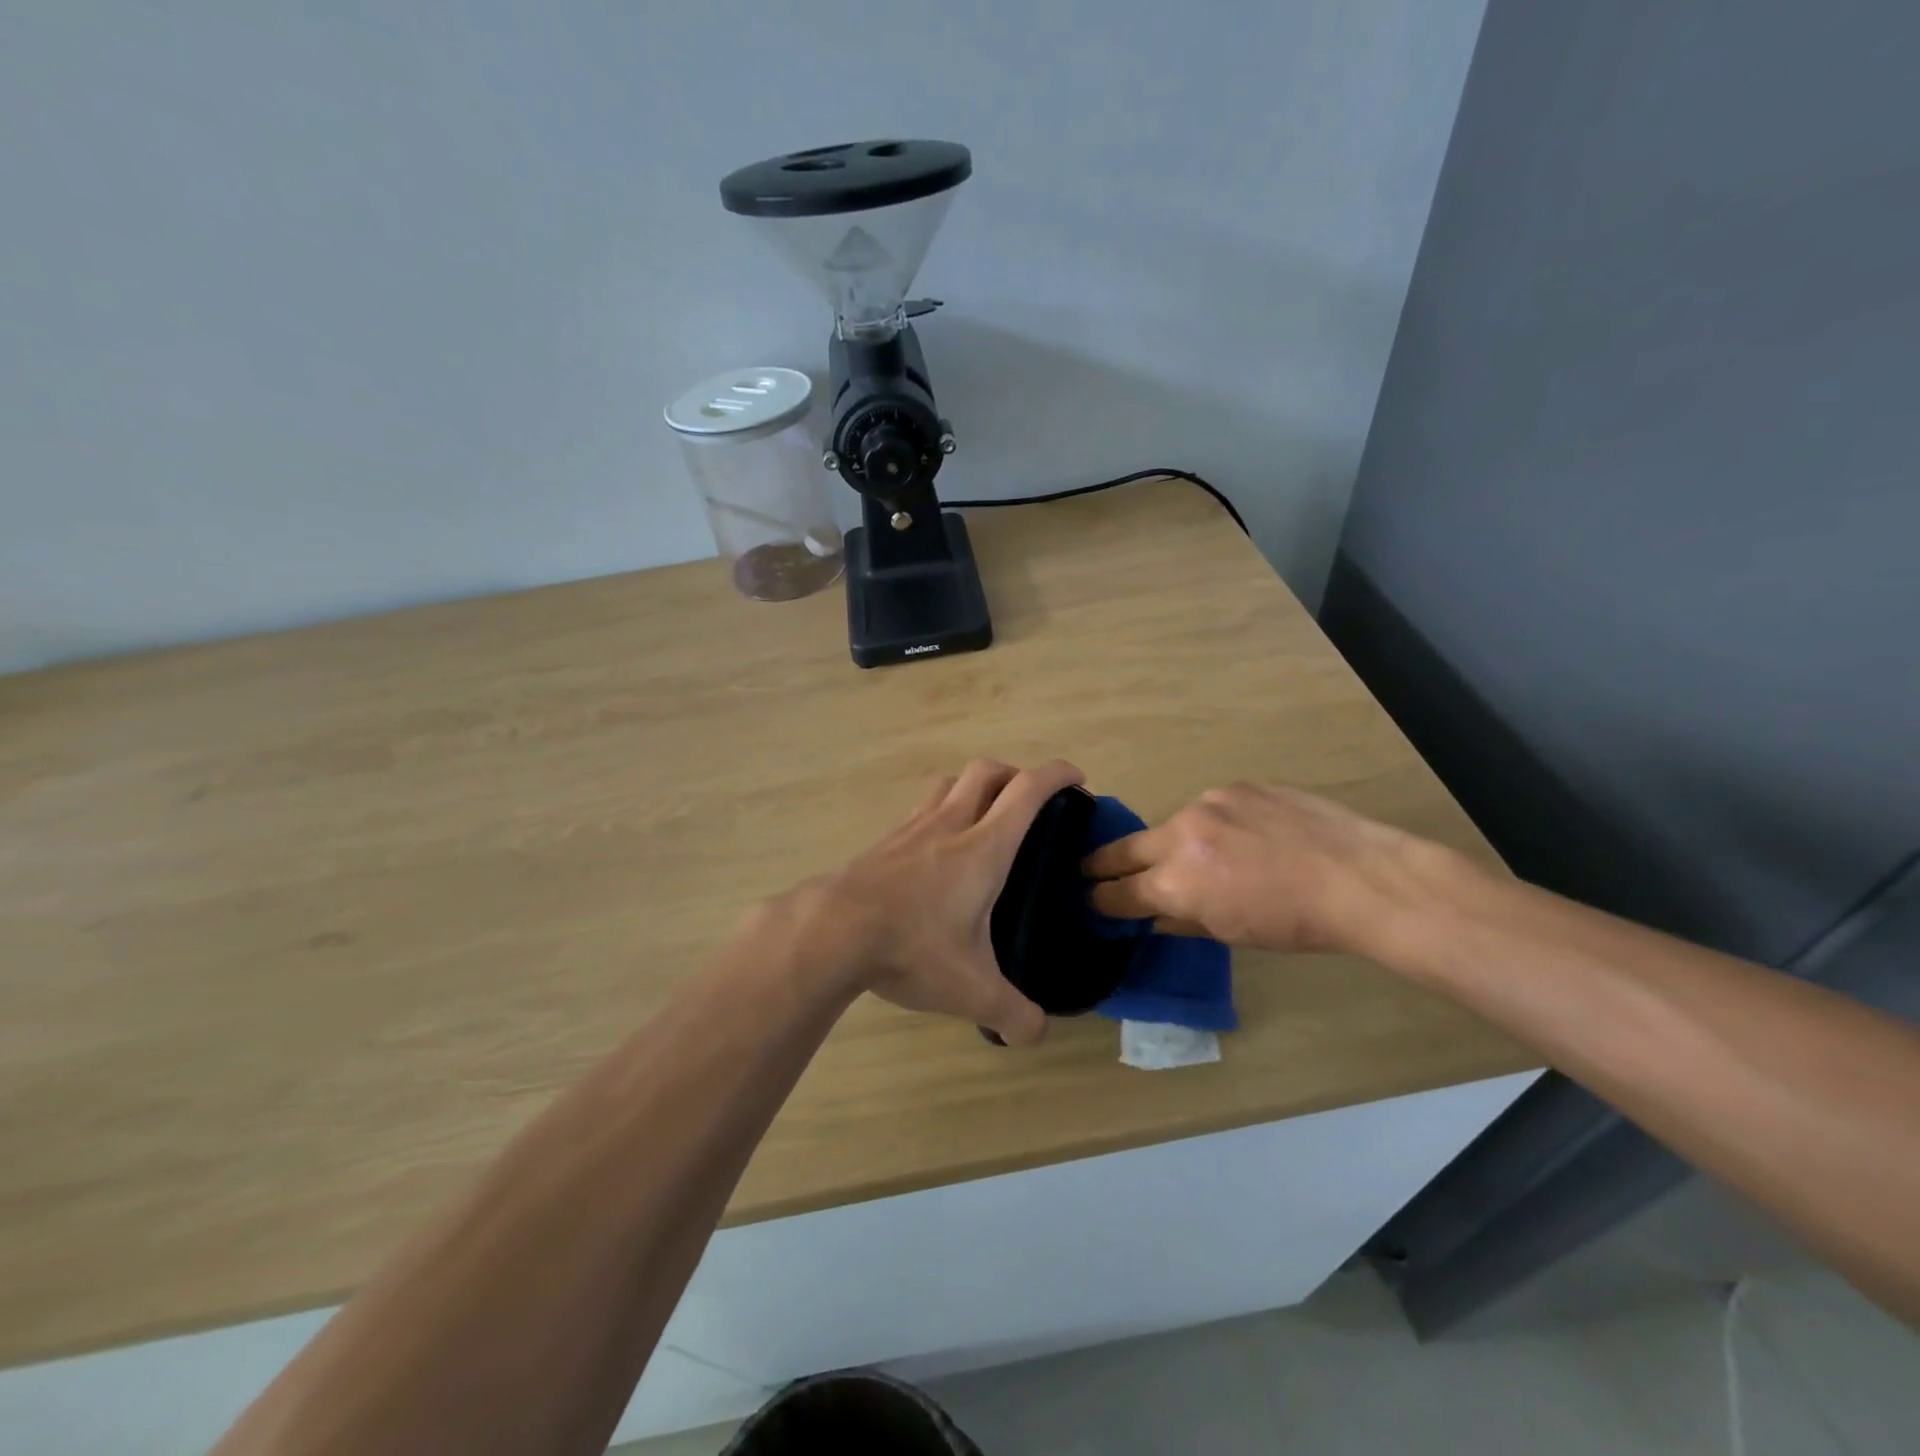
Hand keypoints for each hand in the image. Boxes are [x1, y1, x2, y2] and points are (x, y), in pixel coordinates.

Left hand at [798, 758, 1084, 1045]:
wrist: (832, 932)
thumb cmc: (912, 948)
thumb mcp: (972, 991)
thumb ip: (1013, 1014)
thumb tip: (1036, 1034)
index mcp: (984, 847)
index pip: (1028, 790)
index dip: (1058, 774)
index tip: (1076, 779)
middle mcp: (950, 824)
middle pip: (987, 771)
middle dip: (1016, 774)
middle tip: (1030, 801)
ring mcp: (913, 828)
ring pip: (950, 783)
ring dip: (974, 787)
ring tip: (985, 816)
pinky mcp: (885, 841)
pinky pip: (921, 809)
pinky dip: (940, 812)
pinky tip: (938, 849)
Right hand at [1083, 782, 1430, 953]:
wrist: (1359, 877)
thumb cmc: (1295, 922)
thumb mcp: (1231, 932)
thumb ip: (1181, 919)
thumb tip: (1154, 914)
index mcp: (1177, 881)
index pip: (1119, 892)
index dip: (1101, 899)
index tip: (1091, 900)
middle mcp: (1181, 834)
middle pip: (1125, 848)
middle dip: (1105, 863)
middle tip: (1090, 869)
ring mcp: (1208, 803)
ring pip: (1172, 824)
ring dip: (1173, 842)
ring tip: (1201, 856)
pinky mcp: (1236, 786)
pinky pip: (1210, 807)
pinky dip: (1213, 823)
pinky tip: (1241, 836)